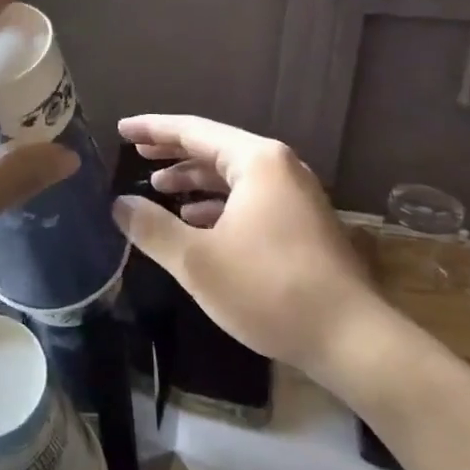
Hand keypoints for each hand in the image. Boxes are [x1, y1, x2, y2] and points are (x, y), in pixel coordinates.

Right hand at [111, 115, 397, 389]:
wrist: (351, 340)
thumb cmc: (269, 289)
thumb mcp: (197, 260)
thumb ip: (152, 227)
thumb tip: (118, 204)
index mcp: (257, 161)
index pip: (193, 130)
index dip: (152, 129)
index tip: (120, 129)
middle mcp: (280, 168)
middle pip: (214, 148)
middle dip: (172, 152)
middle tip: (135, 153)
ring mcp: (296, 196)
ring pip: (233, 175)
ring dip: (194, 180)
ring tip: (158, 189)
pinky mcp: (302, 224)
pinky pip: (249, 198)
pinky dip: (217, 203)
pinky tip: (195, 222)